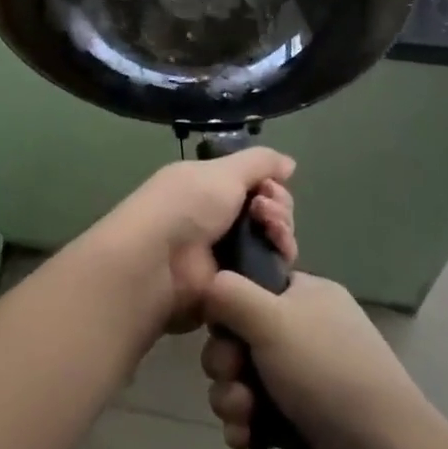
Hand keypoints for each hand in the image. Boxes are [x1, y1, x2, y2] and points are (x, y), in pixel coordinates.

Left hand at [89, 150, 297, 334]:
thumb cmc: (186, 206)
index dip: (270, 184)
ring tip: (271, 232)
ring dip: (281, 232)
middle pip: (269, 212)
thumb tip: (289, 163)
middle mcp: (219, 218)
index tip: (269, 188)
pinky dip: (278, 260)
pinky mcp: (234, 286)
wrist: (158, 263)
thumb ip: (259, 162)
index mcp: (209, 187)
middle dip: (278, 208)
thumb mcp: (222, 171)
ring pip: (273, 241)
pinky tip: (278, 254)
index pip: (255, 184)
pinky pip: (269, 272)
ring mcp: (227, 254)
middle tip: (266, 212)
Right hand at [201, 269, 437, 448]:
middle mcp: (306, 334)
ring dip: (231, 399)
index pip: (251, 287)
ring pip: (242, 380)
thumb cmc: (326, 374)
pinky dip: (245, 427)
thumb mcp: (272, 318)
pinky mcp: (300, 426)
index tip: (221, 328)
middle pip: (239, 337)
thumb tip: (208, 286)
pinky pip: (254, 417)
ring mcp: (304, 382)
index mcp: (308, 297)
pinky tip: (247, 441)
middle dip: (225, 363)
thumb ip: (229, 293)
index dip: (228, 309)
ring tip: (244, 418)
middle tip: (233, 377)